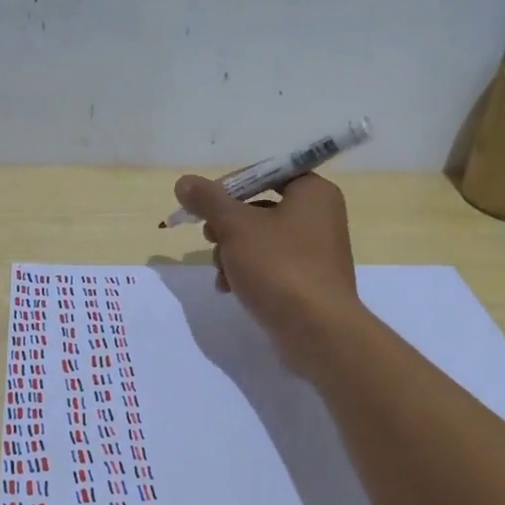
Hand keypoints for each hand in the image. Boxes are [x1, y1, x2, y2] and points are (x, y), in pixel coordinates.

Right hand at [172, 172, 366, 375]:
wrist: (317, 332)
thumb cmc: (279, 266)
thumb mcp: (236, 227)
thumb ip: (208, 201)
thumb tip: (184, 182)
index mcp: (313, 192)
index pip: (265, 173)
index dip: (230, 186)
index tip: (204, 205)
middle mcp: (320, 216)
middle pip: (259, 207)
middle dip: (227, 226)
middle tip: (210, 238)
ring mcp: (315, 252)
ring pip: (260, 240)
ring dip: (232, 253)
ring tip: (220, 272)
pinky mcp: (308, 282)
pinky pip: (270, 266)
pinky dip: (247, 273)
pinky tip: (229, 289)